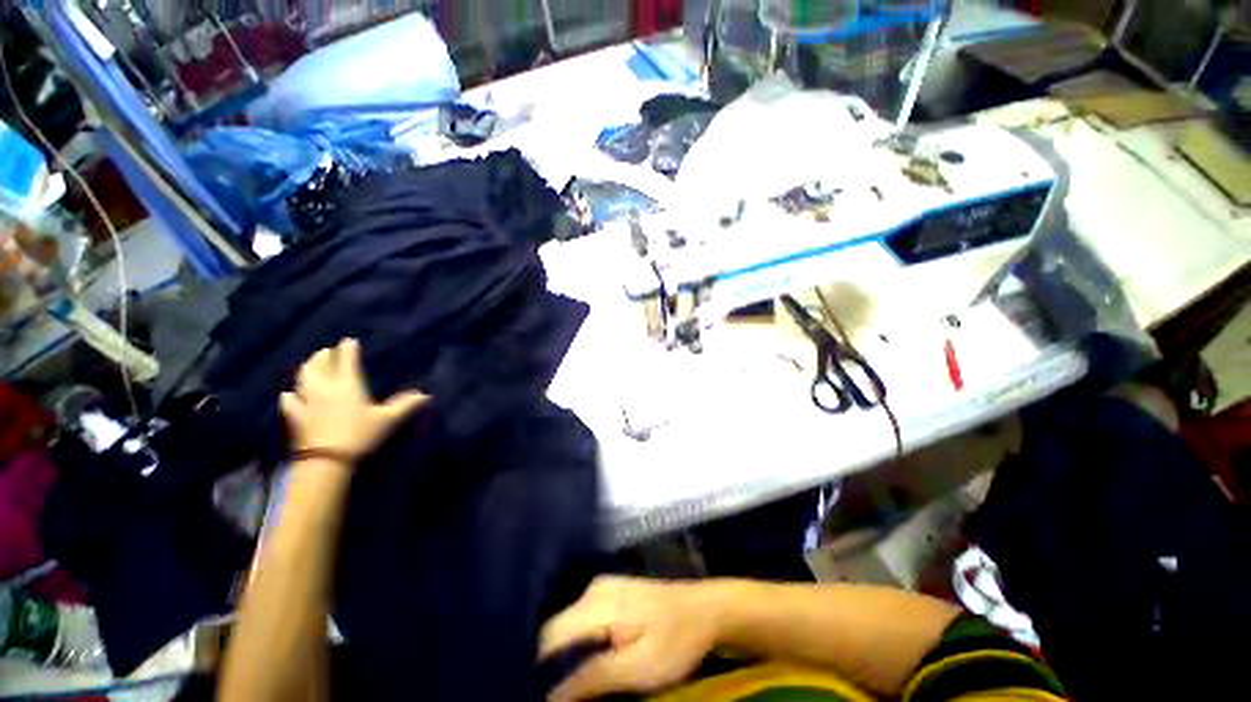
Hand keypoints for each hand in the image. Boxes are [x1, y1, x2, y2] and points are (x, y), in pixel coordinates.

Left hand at [281, 338, 428, 461]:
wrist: (327, 461)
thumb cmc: (360, 435)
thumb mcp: (388, 420)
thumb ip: (406, 405)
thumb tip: (425, 395)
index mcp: (348, 385)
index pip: (347, 361)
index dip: (348, 350)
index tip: (349, 341)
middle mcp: (325, 389)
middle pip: (319, 367)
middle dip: (323, 357)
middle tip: (326, 351)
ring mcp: (307, 403)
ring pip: (303, 380)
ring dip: (306, 370)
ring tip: (309, 366)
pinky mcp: (296, 419)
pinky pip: (289, 402)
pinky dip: (290, 395)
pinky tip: (288, 394)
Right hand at [539, 577, 719, 701]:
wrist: (705, 609)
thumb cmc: (675, 640)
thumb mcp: (639, 668)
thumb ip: (594, 678)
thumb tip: (551, 696)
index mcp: (597, 603)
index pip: (550, 636)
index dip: (539, 669)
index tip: (538, 694)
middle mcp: (593, 589)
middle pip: (556, 628)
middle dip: (552, 661)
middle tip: (558, 693)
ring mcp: (603, 587)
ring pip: (568, 624)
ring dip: (565, 653)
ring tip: (570, 680)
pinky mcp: (611, 592)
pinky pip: (582, 619)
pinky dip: (578, 641)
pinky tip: (586, 658)